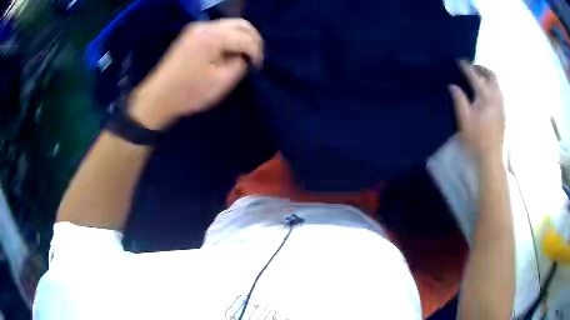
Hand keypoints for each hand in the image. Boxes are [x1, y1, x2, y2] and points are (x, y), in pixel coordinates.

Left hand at [128, 18, 263, 129]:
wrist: (158, 96)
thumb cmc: (190, 92)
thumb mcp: (222, 82)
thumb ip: (240, 64)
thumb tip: (244, 56)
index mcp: (214, 37)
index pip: (246, 38)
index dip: (256, 52)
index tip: (257, 67)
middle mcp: (207, 26)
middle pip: (241, 24)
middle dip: (253, 39)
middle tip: (255, 57)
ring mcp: (197, 28)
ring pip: (230, 24)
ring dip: (242, 37)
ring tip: (244, 54)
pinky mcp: (192, 33)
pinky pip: (218, 29)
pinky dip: (229, 36)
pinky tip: (229, 50)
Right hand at [449, 61, 504, 163]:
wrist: (491, 157)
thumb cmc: (476, 140)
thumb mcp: (464, 121)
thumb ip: (459, 101)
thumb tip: (453, 86)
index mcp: (485, 99)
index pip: (476, 78)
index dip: (467, 68)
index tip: (461, 61)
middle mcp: (496, 99)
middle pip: (492, 77)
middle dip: (483, 69)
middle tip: (474, 68)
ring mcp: (501, 106)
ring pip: (497, 85)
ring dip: (489, 78)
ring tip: (481, 78)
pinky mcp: (503, 114)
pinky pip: (499, 93)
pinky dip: (493, 87)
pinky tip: (487, 93)